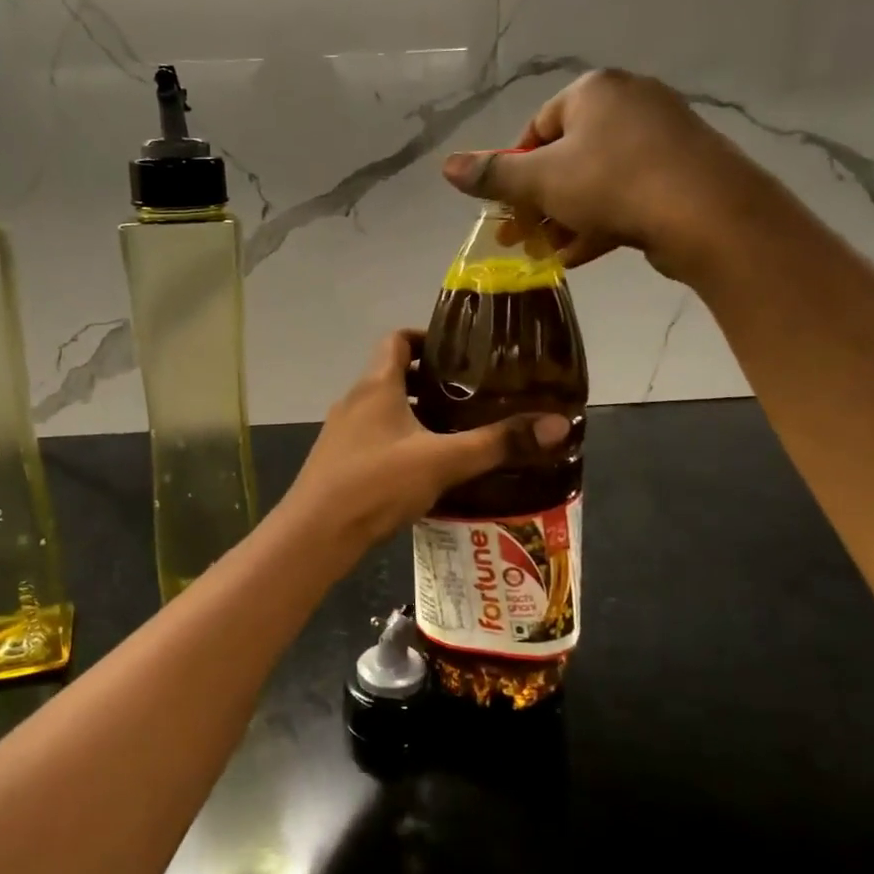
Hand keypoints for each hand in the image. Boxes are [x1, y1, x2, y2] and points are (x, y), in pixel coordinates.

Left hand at [282, 330, 571, 550]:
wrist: (315, 535)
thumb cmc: (376, 484)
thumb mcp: (443, 461)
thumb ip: (497, 443)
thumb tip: (558, 425)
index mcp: (375, 386)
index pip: (396, 339)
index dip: (426, 338)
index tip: (459, 351)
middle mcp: (354, 401)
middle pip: (392, 375)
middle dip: (430, 380)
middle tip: (471, 393)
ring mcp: (342, 433)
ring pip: (384, 410)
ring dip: (415, 413)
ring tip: (456, 429)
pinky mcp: (339, 462)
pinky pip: (375, 438)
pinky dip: (401, 441)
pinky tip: (426, 468)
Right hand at [441, 68, 776, 282]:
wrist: (706, 213)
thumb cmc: (612, 184)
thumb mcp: (541, 181)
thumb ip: (493, 174)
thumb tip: (446, 166)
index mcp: (593, 92)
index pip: (536, 127)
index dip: (514, 171)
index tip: (507, 208)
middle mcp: (629, 102)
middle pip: (566, 156)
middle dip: (538, 202)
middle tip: (520, 239)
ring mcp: (661, 136)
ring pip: (596, 179)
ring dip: (564, 218)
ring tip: (547, 254)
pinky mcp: (680, 170)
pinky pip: (627, 192)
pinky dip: (599, 221)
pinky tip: (580, 254)